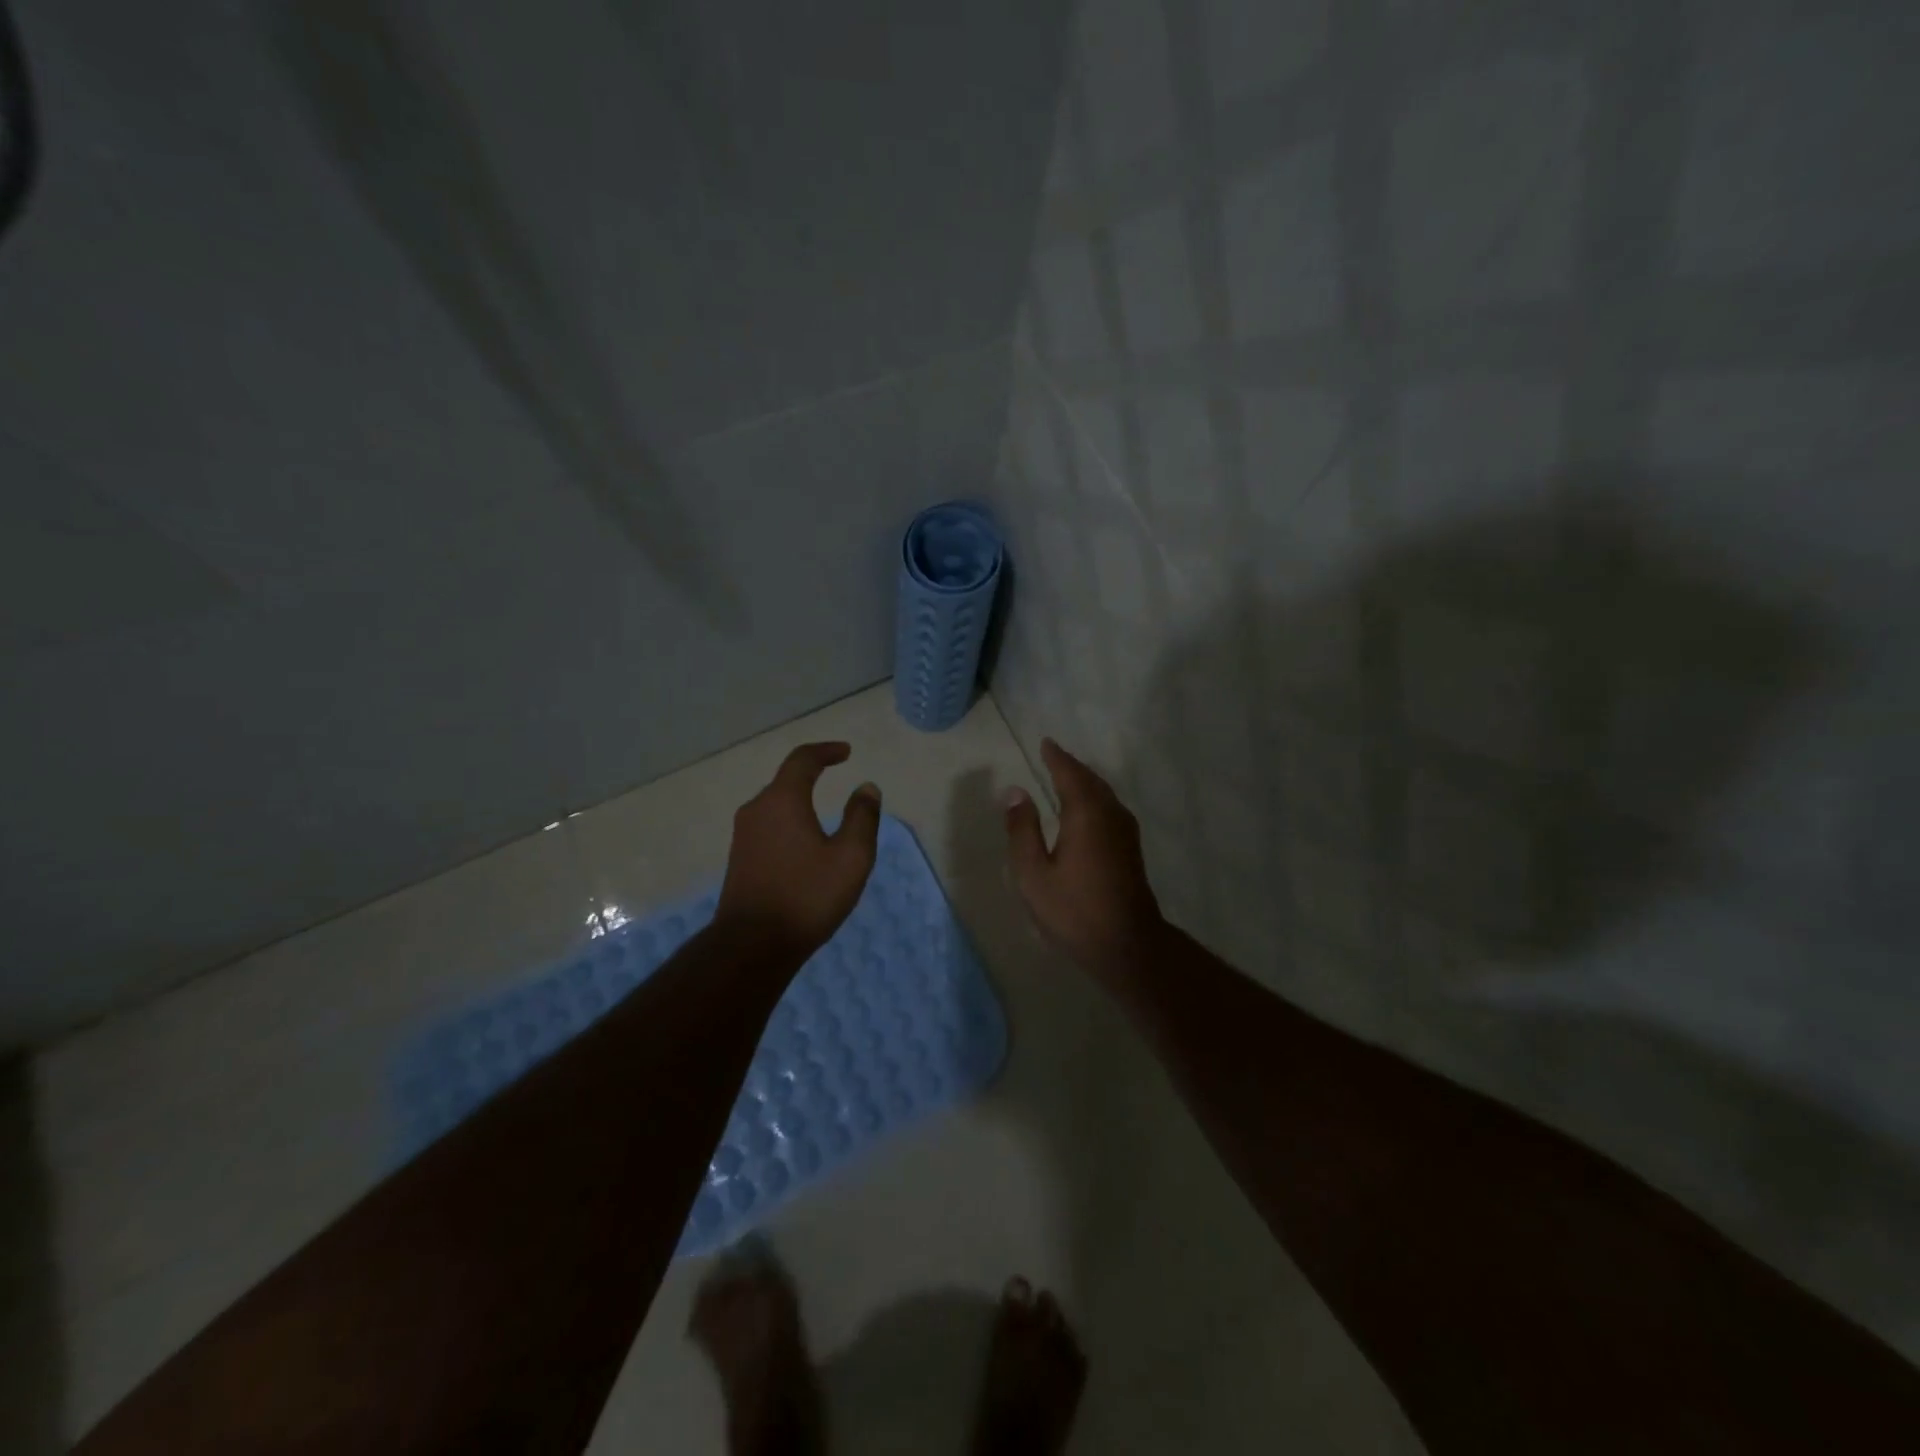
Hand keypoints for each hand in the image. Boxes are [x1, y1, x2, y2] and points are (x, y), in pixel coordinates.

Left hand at [715, 742, 881, 960]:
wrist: (752, 946)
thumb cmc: (807, 896)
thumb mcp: (851, 857)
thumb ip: (862, 817)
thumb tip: (866, 788)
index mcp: (782, 800)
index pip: (803, 759)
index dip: (826, 751)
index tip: (846, 752)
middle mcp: (757, 810)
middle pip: (786, 781)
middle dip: (812, 775)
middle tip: (836, 776)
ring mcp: (743, 836)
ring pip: (776, 805)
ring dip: (800, 801)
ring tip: (825, 814)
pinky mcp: (739, 859)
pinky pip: (769, 826)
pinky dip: (789, 822)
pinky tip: (805, 845)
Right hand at [1003, 738, 1165, 983]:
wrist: (1126, 945)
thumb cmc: (1074, 910)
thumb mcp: (1033, 873)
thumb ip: (1022, 830)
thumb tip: (1015, 792)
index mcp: (1086, 814)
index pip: (1069, 774)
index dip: (1056, 758)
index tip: (1046, 743)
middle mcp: (1110, 814)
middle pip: (1090, 780)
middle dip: (1071, 767)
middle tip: (1053, 757)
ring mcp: (1125, 832)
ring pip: (1103, 794)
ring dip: (1084, 782)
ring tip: (1066, 777)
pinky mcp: (1130, 849)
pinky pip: (1109, 808)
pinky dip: (1094, 798)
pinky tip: (1085, 811)